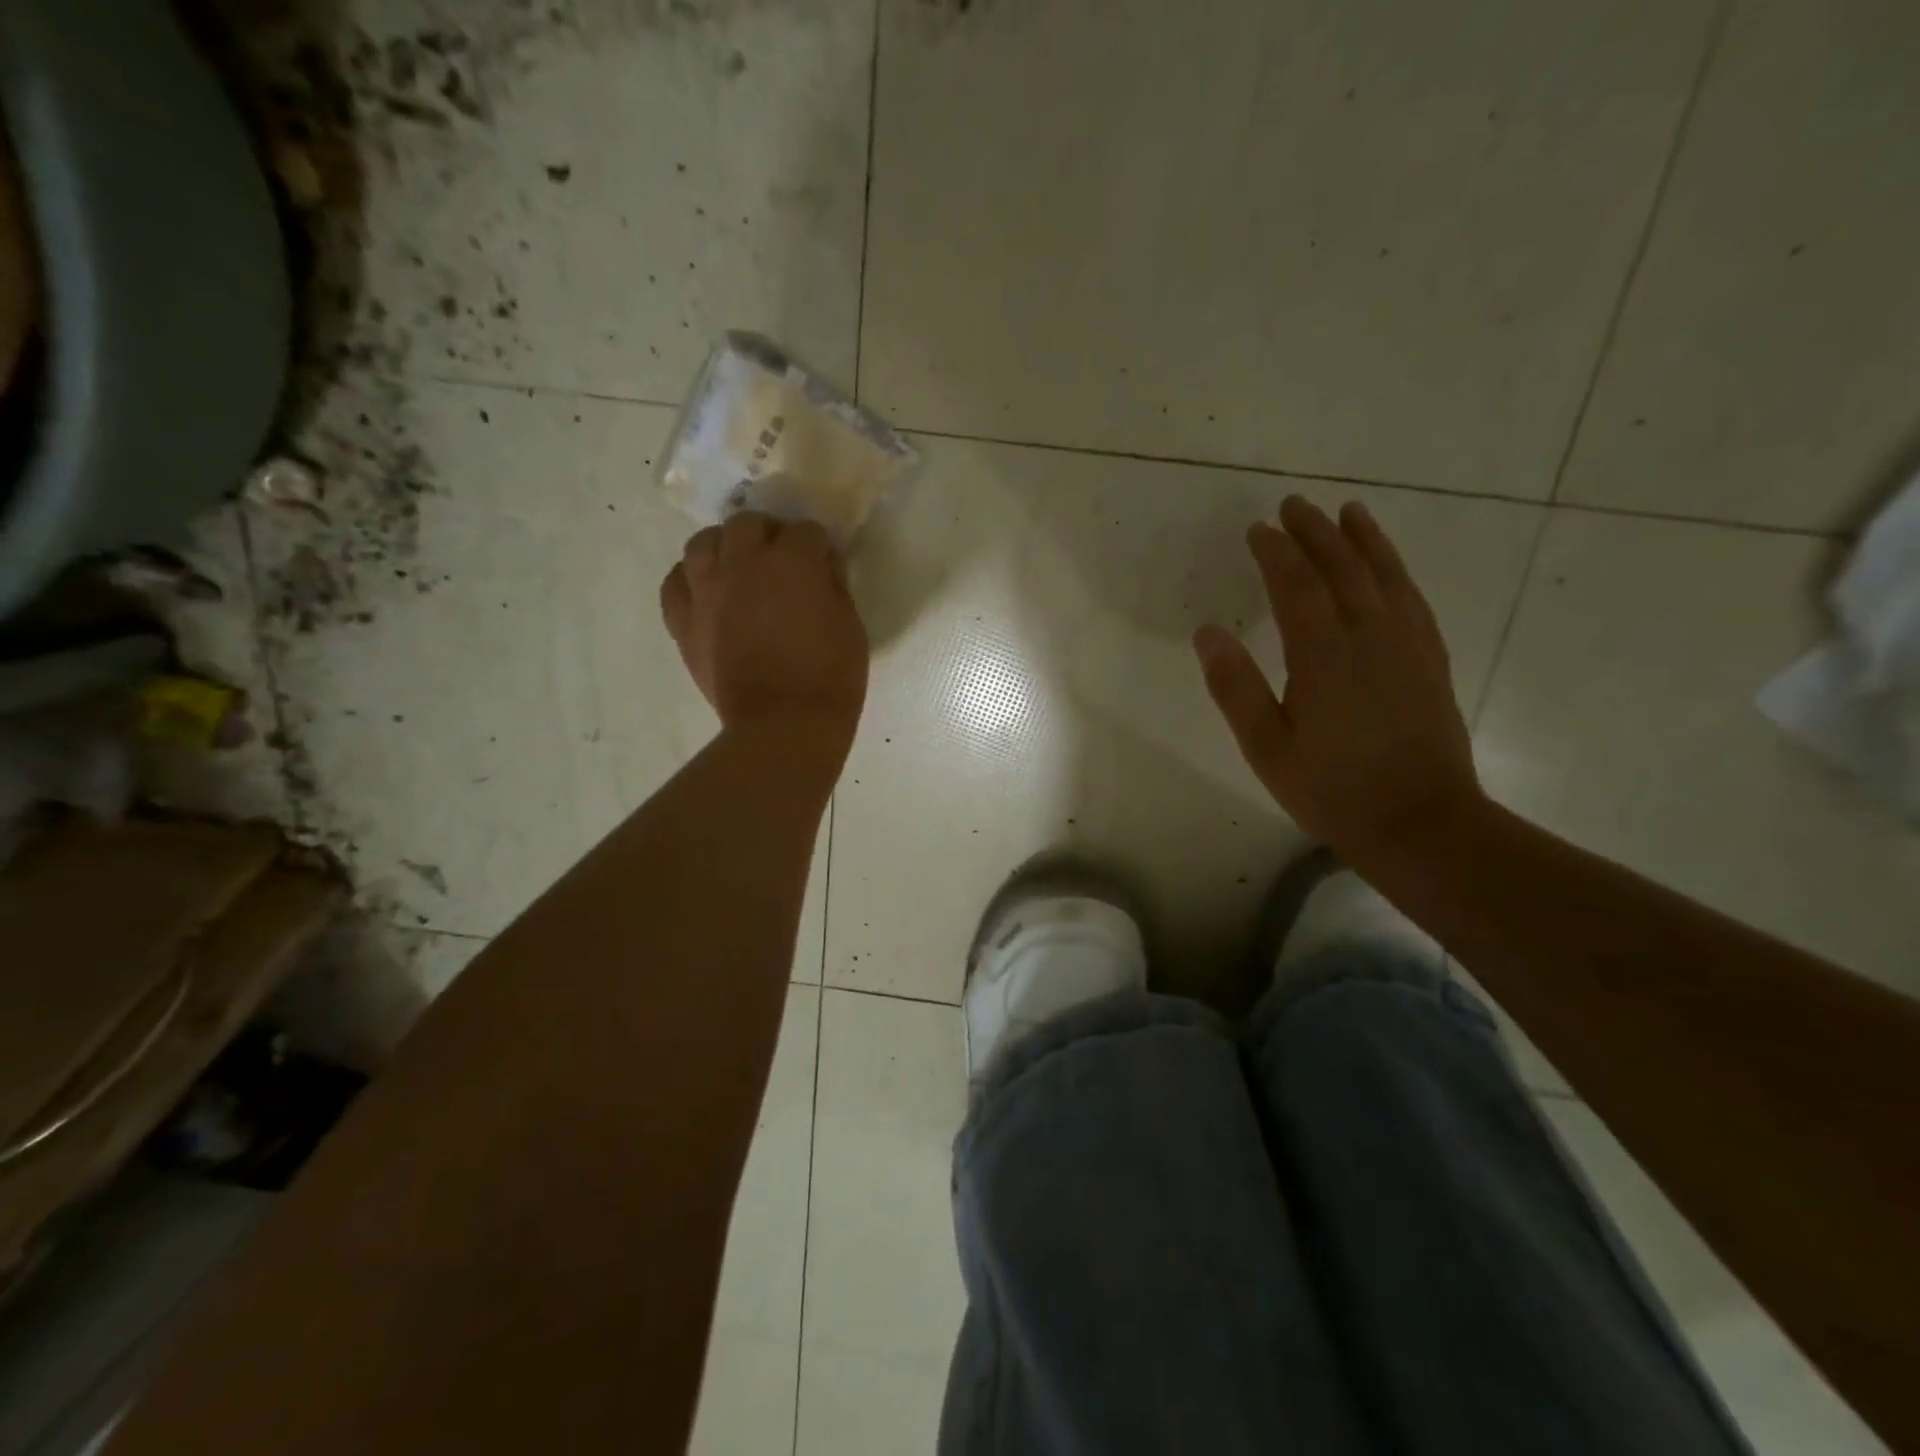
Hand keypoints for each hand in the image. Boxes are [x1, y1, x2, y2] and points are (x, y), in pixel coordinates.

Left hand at [660, 513, 868, 748]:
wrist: (784, 724)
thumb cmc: (830, 676)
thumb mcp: (850, 626)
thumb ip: (835, 586)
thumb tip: (823, 566)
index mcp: (792, 561)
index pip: (805, 531)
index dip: (817, 546)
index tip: (824, 565)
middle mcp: (743, 563)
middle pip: (748, 523)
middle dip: (768, 535)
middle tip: (780, 560)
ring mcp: (707, 590)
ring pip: (702, 543)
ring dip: (723, 547)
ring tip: (736, 568)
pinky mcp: (684, 621)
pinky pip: (675, 583)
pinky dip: (689, 581)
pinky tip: (705, 592)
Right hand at [1193, 496, 1483, 867]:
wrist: (1420, 822)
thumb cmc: (1331, 789)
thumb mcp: (1266, 747)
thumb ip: (1235, 687)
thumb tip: (1207, 632)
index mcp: (1323, 655)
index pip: (1296, 586)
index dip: (1276, 552)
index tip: (1258, 529)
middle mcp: (1369, 637)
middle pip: (1342, 569)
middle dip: (1315, 533)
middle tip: (1294, 505)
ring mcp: (1407, 645)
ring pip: (1385, 575)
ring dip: (1363, 540)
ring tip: (1348, 512)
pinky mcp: (1430, 660)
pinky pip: (1413, 599)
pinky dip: (1397, 570)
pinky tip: (1390, 566)